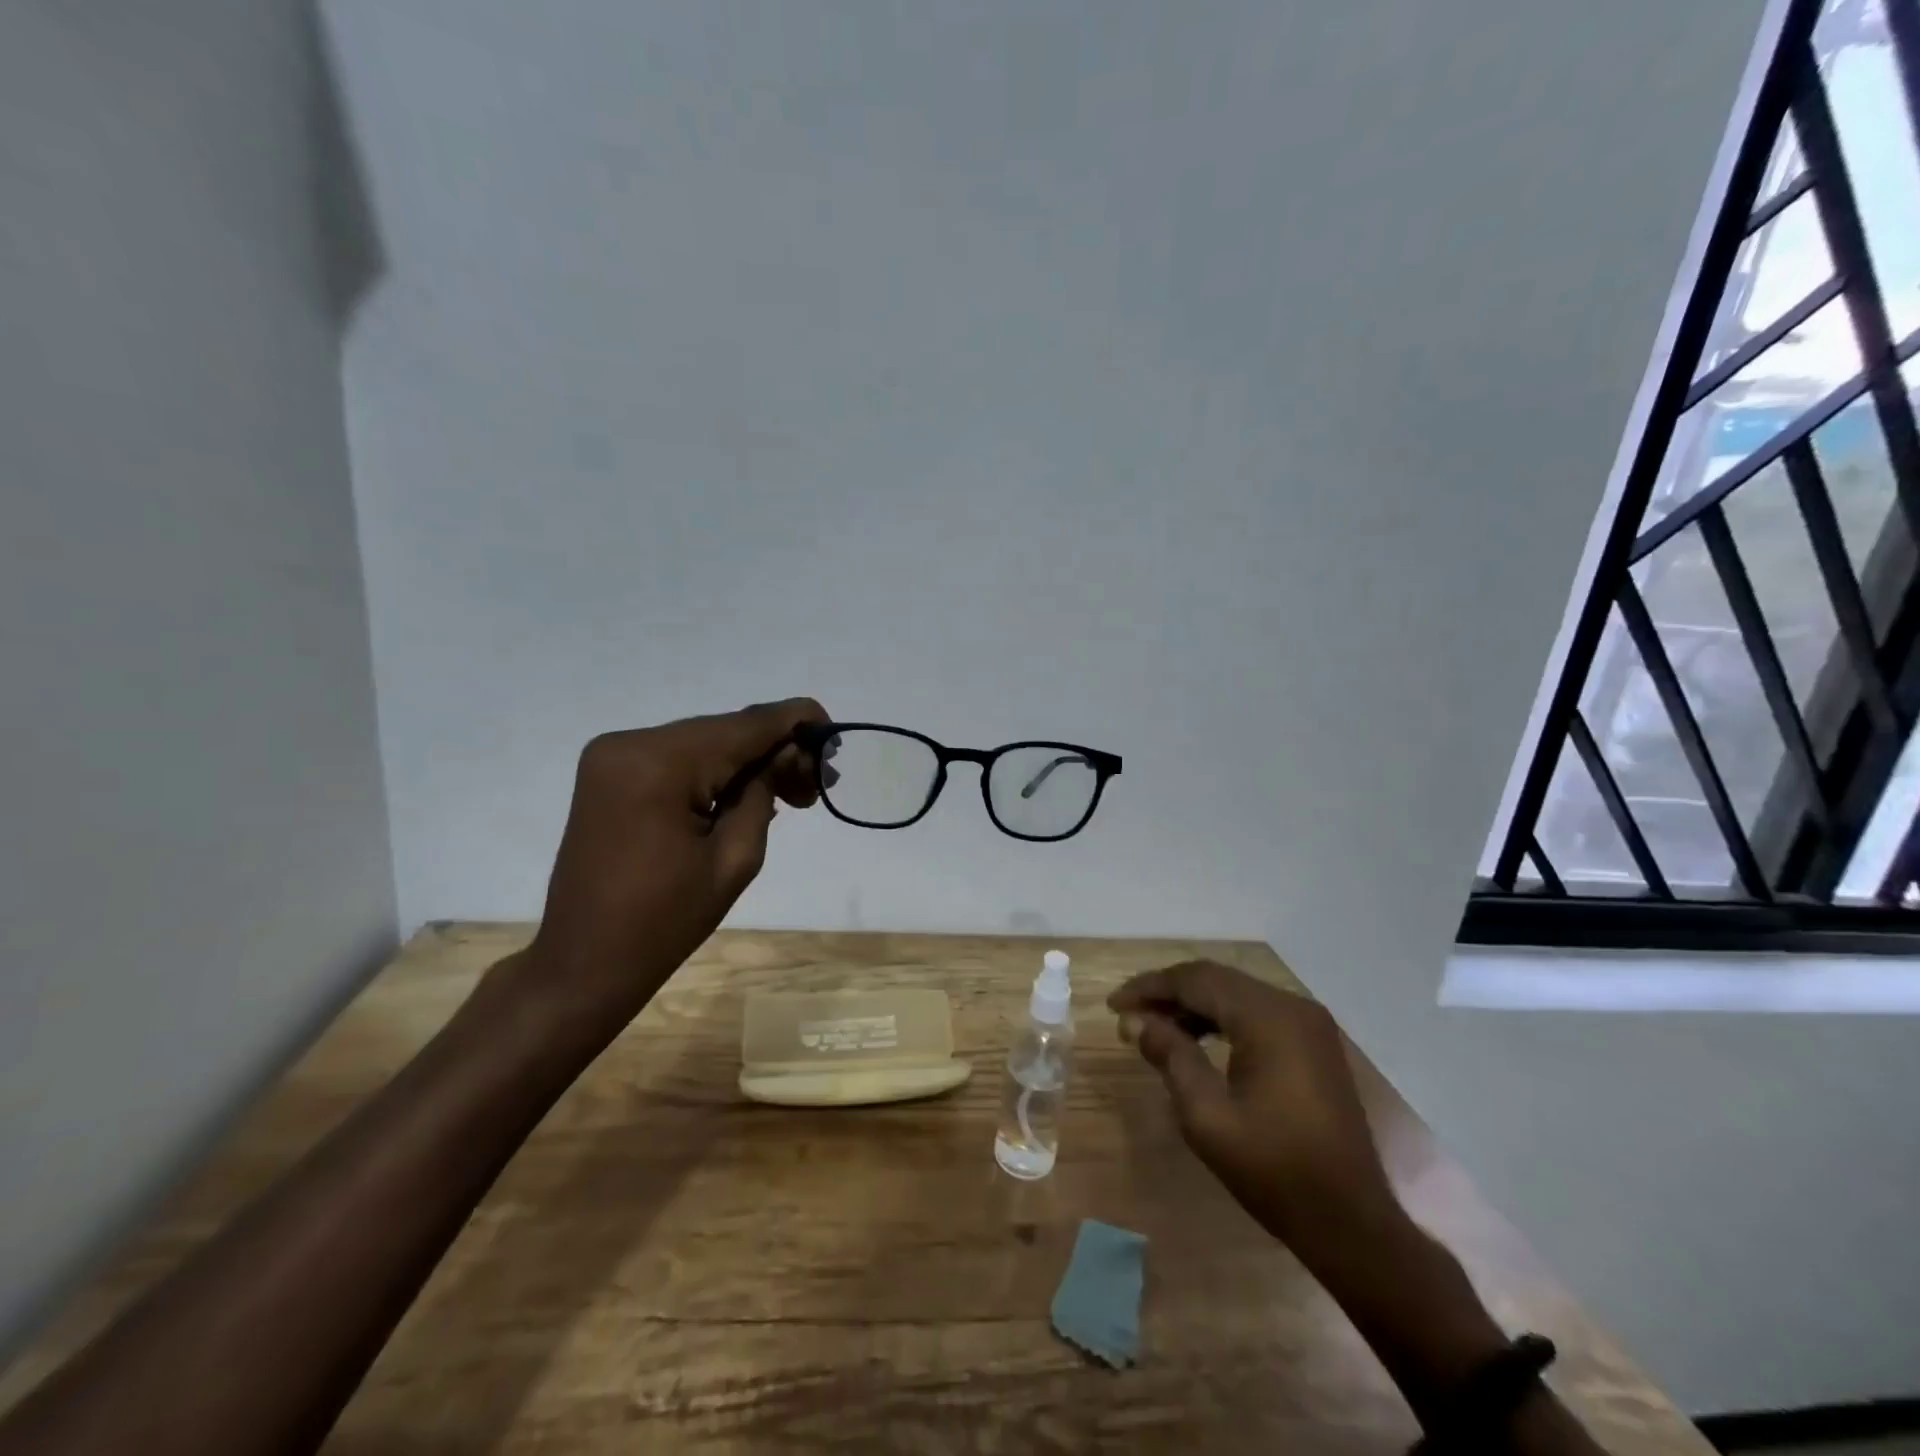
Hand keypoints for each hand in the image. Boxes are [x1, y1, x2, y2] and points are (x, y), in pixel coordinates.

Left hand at [518, 698, 827, 1036]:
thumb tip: (788, 751)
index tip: (833, 735)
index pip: (745, 724)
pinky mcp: (609, 772)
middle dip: (775, 750)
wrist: (584, 962)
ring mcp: (613, 755)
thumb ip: (765, 790)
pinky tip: (743, 796)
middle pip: (725, 730)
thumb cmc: (665, 922)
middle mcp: (630, 742)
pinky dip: (715, 771)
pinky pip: (678, 758)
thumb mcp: (736, 857)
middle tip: (812, 789)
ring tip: (787, 797)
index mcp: (659, 763)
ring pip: (704, 742)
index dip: (796, 721)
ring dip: (746, 762)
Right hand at [1109, 960, 1397, 1257]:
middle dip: (1168, 993)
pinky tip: (1196, 1040)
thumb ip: (1170, 1056)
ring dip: (1193, 1005)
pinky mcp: (1314, 1044)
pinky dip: (1221, 1020)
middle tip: (1129, 1015)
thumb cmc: (1274, 1170)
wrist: (1352, 1223)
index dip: (1149, 988)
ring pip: (1236, 994)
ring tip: (1155, 1029)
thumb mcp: (1207, 1116)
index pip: (1196, 980)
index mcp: (1268, 1018)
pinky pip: (1256, 1014)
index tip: (1113, 1005)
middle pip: (1216, 980)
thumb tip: (1135, 1021)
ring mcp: (1308, 1024)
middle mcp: (1292, 1007)